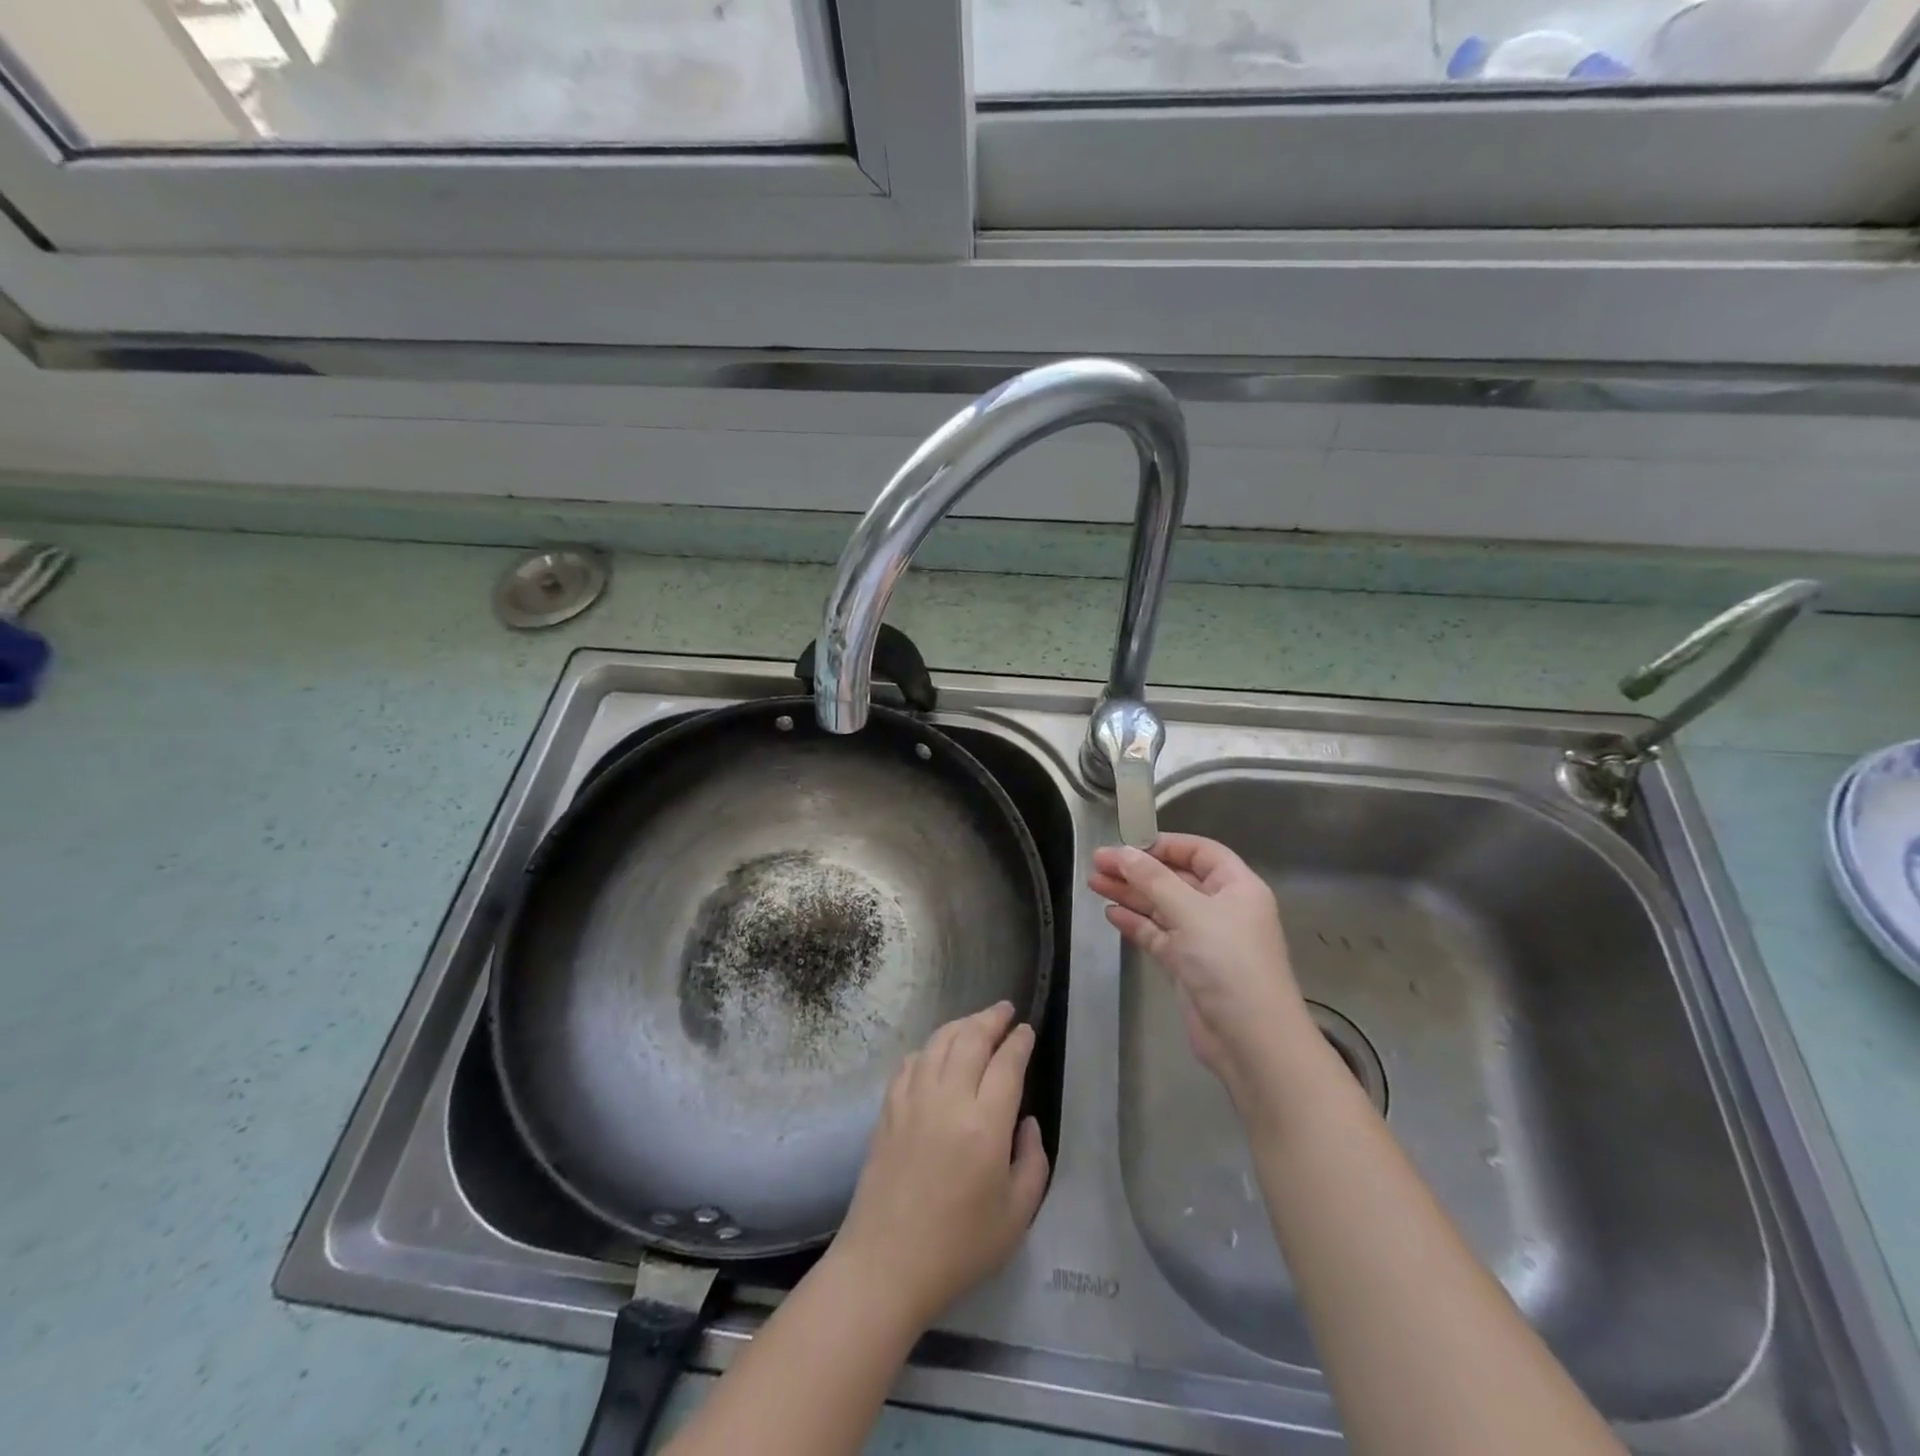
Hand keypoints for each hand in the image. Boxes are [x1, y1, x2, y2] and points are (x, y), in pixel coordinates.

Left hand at [827, 1003, 1049, 1331]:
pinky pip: (910, 1063)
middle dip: (991, 1019)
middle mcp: (947, 1099)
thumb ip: (1032, 1161)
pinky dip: (928, 1049)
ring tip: (976, 1022)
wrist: (886, 1265)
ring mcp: (912, 1100)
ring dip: (961, 1025)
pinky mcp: (888, 1110)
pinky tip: (935, 1053)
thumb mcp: (1017, 1215)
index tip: (1027, 1030)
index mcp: (984, 1125)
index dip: (1019, 1041)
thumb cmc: (959, 1248)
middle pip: (971, 1039)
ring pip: (938, 1043)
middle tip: (1005, 1010)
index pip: (1006, 1064)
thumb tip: (1026, 1122)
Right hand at [1089, 833, 1317, 1107]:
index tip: (1126, 843)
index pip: (1199, 852)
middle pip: (1175, 879)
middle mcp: (1222, 909)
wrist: (1250, 1040)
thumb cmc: (1228, 963)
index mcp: (1237, 887)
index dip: (1164, 845)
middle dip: (1137, 870)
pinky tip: (1110, 913)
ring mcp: (1204, 939)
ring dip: (1130, 894)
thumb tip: (1123, 852)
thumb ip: (1153, 879)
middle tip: (1097, 863)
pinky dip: (1136, 923)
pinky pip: (1158, 935)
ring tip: (1094, 883)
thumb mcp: (1190, 912)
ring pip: (1162, 907)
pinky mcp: (1188, 966)